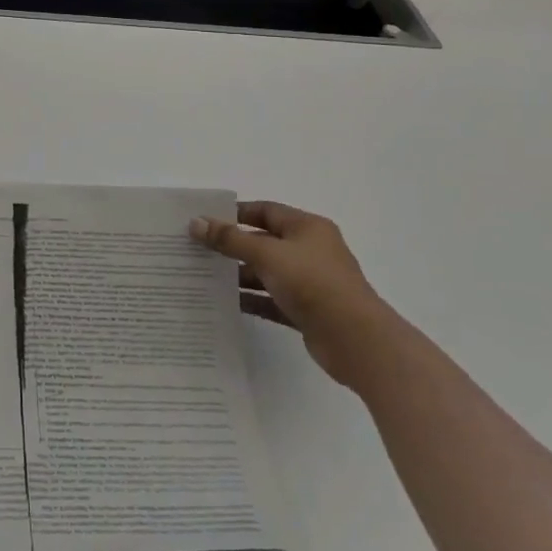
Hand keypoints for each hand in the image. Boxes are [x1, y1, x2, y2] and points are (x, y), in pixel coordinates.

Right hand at [191, 201, 392, 386]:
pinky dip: (252, 300)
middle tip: (197, 249)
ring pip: (267, 272)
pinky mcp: (307, 311)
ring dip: (239, 274)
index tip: (205, 220)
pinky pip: (272, 300)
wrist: (355, 340)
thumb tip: (196, 223)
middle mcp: (310, 251)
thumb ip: (230, 239)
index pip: (265, 211)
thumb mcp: (266, 254)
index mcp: (307, 228)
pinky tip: (226, 303)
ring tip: (204, 277)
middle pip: (264, 242)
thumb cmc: (312, 283)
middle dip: (232, 246)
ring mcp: (310, 283)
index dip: (235, 213)